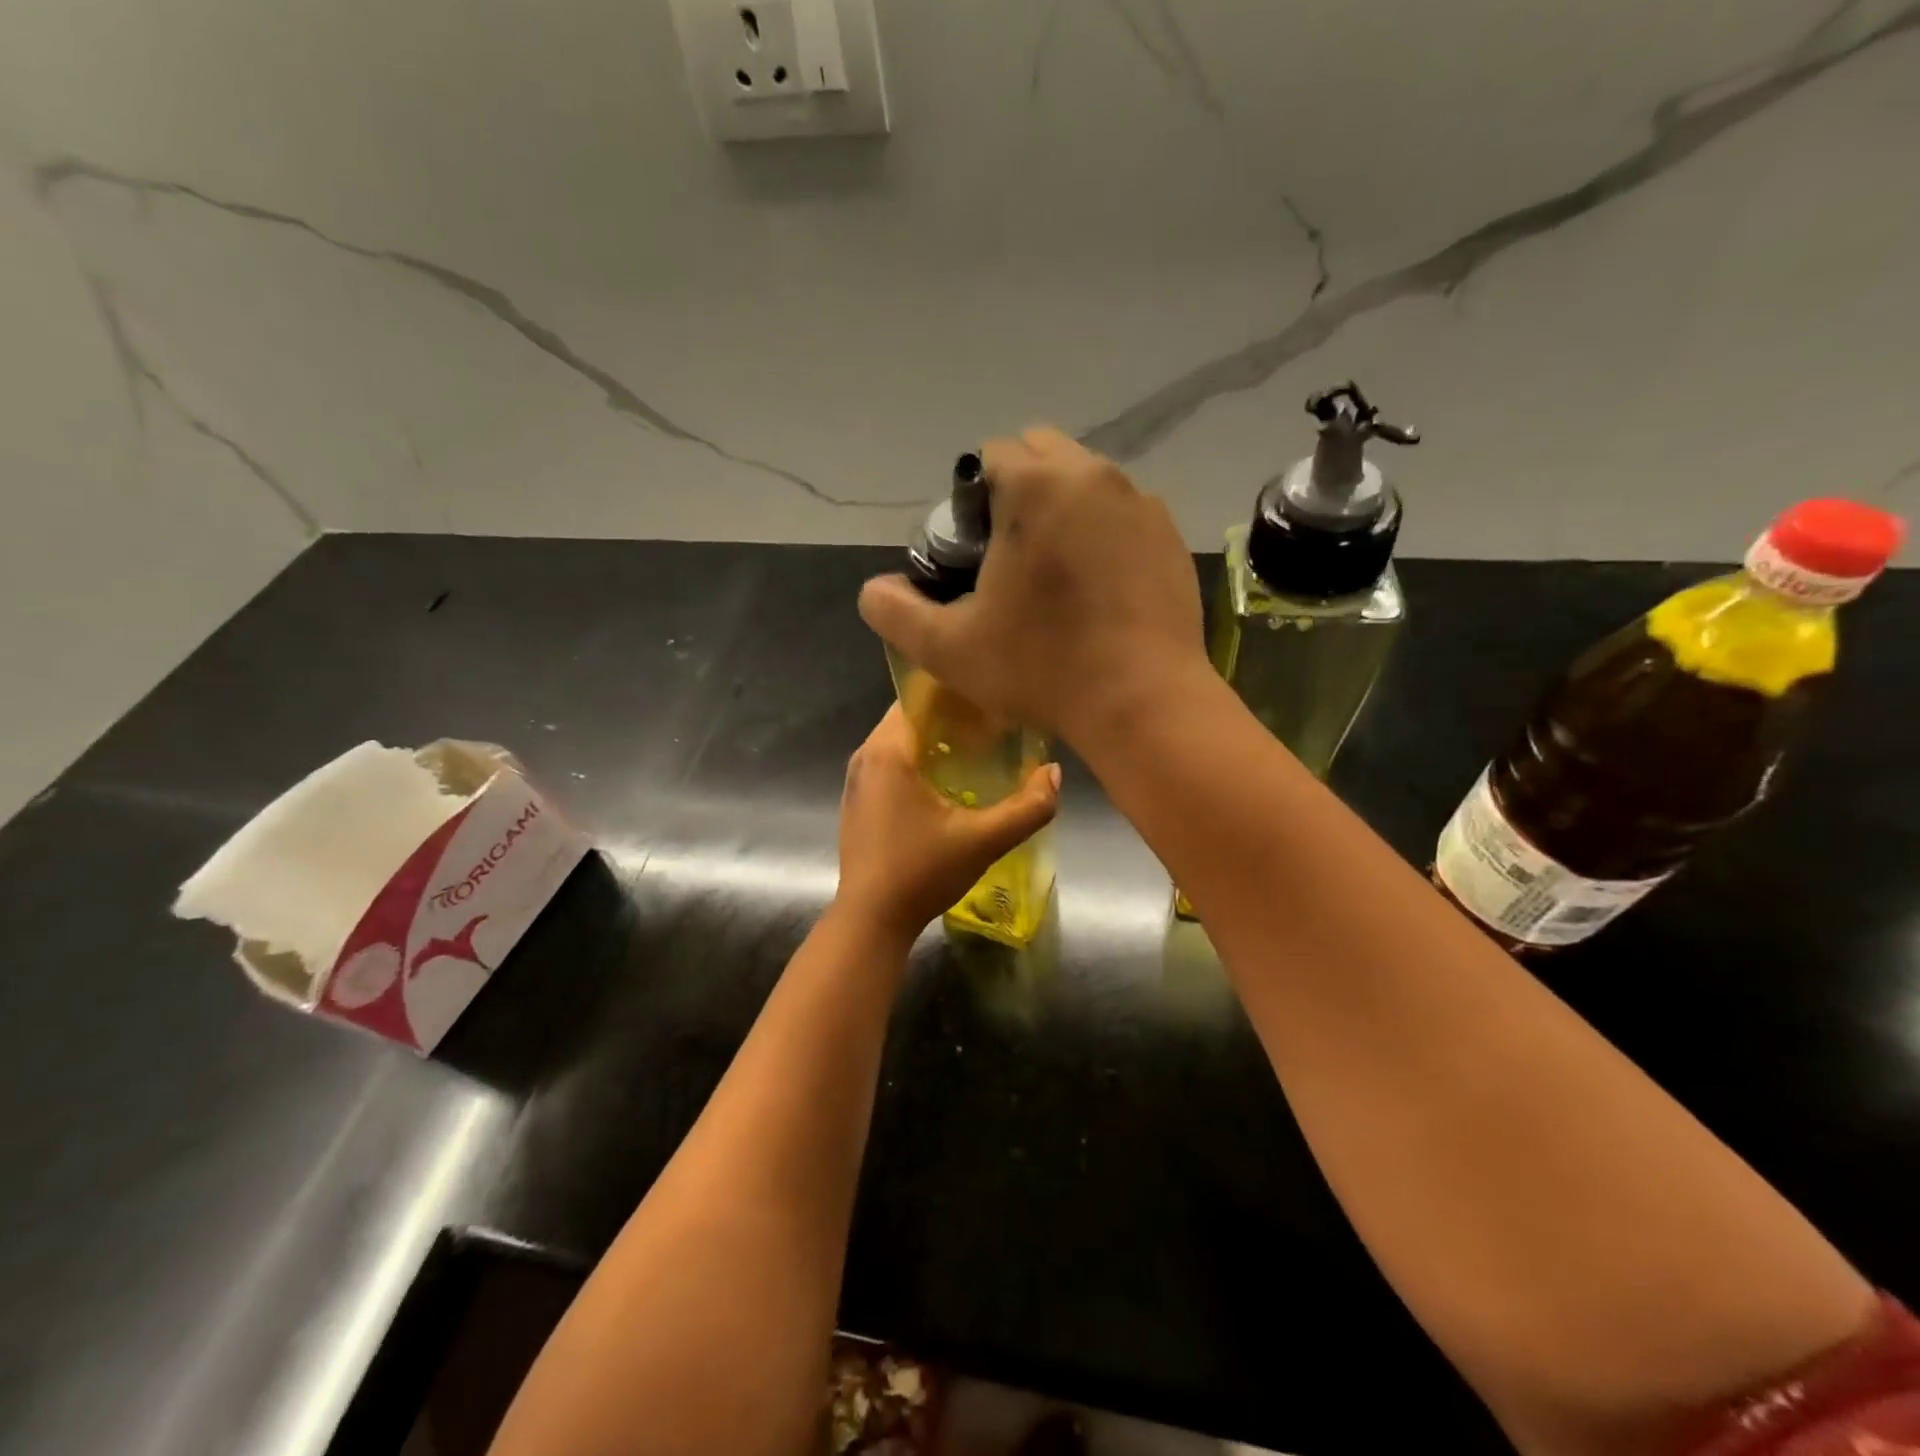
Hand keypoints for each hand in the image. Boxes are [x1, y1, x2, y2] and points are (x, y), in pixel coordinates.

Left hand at [834, 706, 1059, 940]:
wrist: (870, 920)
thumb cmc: (922, 872)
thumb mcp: (984, 840)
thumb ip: (1028, 807)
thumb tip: (1054, 774)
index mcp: (888, 751)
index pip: (920, 697)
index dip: (957, 694)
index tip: (991, 701)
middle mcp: (865, 756)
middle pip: (911, 718)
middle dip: (951, 718)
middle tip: (993, 727)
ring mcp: (857, 780)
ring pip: (901, 742)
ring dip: (935, 742)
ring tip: (977, 751)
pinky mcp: (858, 802)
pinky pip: (891, 764)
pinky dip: (918, 763)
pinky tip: (948, 785)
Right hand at [857, 427, 1207, 749]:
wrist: (1143, 702)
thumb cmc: (1042, 668)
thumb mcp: (948, 649)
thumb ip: (895, 611)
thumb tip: (876, 590)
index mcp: (1037, 486)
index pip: (991, 456)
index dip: (973, 501)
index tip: (977, 553)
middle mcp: (1094, 475)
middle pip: (1042, 454)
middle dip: (1020, 491)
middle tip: (1012, 558)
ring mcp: (1142, 504)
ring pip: (1088, 482)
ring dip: (1064, 510)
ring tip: (1058, 576)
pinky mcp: (1172, 537)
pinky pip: (1124, 515)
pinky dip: (1105, 534)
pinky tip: (1100, 590)